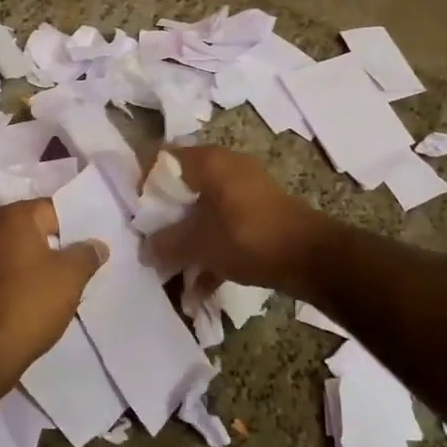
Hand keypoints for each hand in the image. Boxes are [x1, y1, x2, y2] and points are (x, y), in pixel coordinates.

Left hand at [0, 199, 106, 400]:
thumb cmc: (28, 305)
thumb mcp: (70, 278)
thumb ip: (86, 255)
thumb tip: (96, 244)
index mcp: (13, 216)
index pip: (53, 209)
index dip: (75, 228)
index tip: (89, 249)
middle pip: (30, 230)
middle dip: (52, 245)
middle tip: (76, 267)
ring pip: (12, 253)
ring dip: (30, 265)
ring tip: (54, 287)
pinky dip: (11, 282)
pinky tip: (27, 301)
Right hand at [145, 147, 332, 297]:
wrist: (311, 258)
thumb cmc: (248, 238)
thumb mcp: (198, 244)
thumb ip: (166, 245)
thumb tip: (145, 250)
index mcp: (209, 162)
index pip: (162, 158)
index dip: (143, 183)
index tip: (135, 214)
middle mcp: (227, 168)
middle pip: (182, 187)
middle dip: (163, 218)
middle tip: (149, 243)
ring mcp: (245, 192)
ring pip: (203, 211)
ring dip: (186, 240)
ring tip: (171, 272)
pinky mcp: (259, 216)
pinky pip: (224, 228)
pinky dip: (211, 251)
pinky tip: (200, 288)